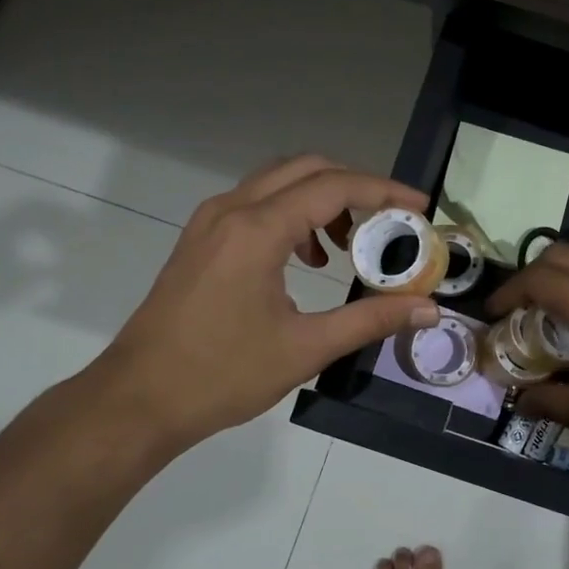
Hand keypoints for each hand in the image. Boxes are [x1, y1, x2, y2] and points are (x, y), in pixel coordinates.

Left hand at [87, 156, 441, 455]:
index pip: (334, 187)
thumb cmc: (222, 375)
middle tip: (390, 222)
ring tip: (348, 247)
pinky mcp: (200, 239)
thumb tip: (429, 309)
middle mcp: (231, 210)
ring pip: (278, 182)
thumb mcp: (306, 349)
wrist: (138, 399)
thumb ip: (371, 320)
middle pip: (306, 169)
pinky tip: (305, 260)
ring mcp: (210, 222)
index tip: (420, 208)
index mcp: (257, 230)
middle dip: (356, 187)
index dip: (384, 191)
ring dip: (322, 199)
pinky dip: (292, 214)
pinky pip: (256, 204)